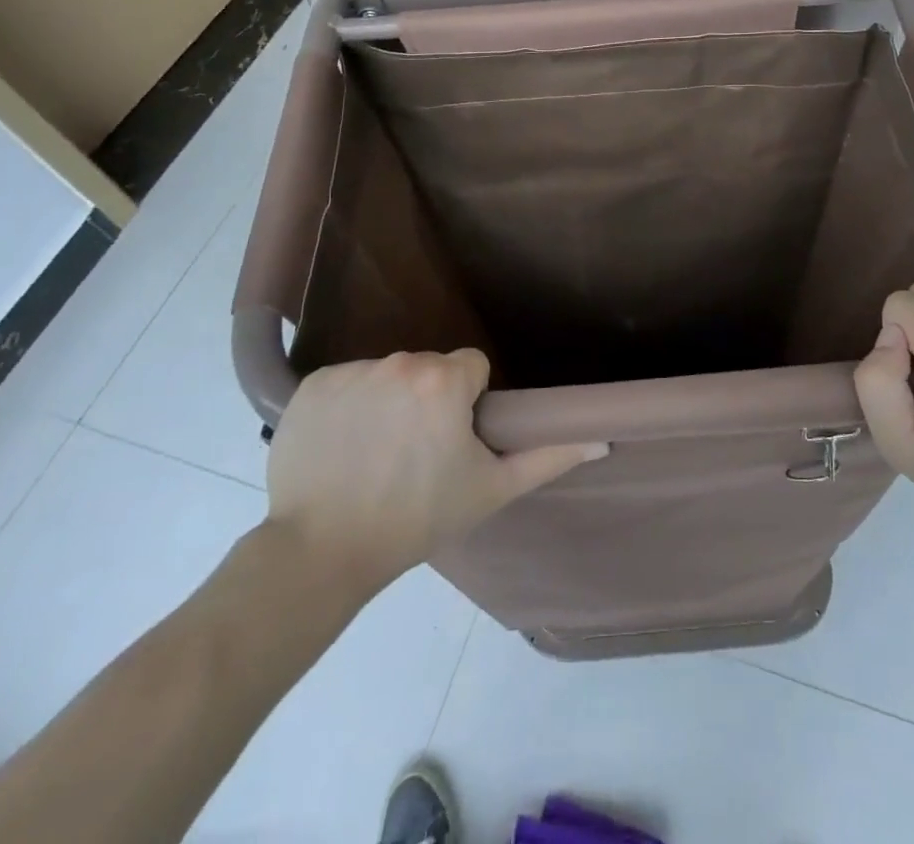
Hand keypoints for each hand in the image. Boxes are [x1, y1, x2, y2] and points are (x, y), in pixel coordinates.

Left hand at [264, 350, 606, 589]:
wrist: (319, 553)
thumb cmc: (415, 519)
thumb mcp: (490, 490)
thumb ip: (548, 457)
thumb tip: (602, 439)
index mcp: (443, 378)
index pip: (471, 368)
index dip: (468, 404)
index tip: (452, 441)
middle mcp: (398, 361)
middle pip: (429, 368)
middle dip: (429, 399)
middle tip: (415, 453)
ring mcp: (352, 371)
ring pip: (388, 374)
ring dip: (389, 401)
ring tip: (376, 453)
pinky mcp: (312, 385)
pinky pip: (346, 382)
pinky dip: (348, 406)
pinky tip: (342, 446)